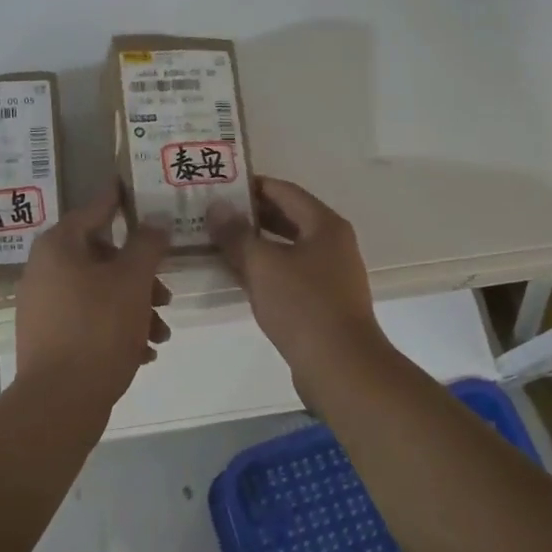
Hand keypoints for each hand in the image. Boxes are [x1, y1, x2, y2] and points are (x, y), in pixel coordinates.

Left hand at [13, 187, 171, 403]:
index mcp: (58, 246)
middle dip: (140, 275)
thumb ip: (147, 244)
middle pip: (102, 257)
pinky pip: (89, 321)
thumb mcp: (132, 280)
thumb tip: (155, 219)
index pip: (95, 209)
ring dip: (136, 307)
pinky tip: (145, 352)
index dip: (121, 200)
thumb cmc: (98, 328)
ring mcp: (43, 306)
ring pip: (100, 293)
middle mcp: (44, 270)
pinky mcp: (49, 338)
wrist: (59, 401)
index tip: (139, 190)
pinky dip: (117, 329)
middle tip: (166, 293)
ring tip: (162, 333)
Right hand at [208, 177, 388, 379]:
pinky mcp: (322, 301)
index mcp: (324, 225)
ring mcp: (329, 274)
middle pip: (286, 217)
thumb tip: (217, 206)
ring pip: (285, 248)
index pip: (284, 191)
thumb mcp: (262, 265)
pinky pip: (288, 273)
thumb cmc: (302, 306)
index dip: (250, 185)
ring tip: (216, 242)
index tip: (218, 185)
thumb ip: (236, 234)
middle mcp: (332, 243)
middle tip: (211, 213)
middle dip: (249, 215)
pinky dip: (264, 270)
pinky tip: (237, 275)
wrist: (340, 366)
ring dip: (253, 244)